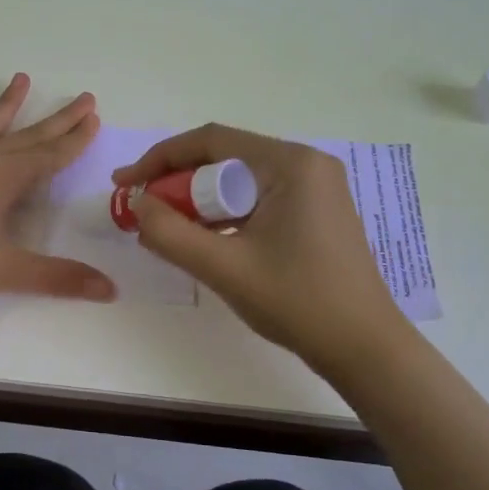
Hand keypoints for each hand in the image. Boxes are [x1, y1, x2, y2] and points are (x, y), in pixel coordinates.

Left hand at [0, 74, 115, 304]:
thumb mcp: (4, 271)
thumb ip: (57, 278)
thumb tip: (110, 290)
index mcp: (3, 180)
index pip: (50, 156)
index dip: (75, 140)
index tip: (94, 119)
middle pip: (26, 136)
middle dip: (57, 120)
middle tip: (83, 98)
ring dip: (4, 106)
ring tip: (21, 79)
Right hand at [112, 124, 406, 367]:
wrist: (364, 348)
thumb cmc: (297, 302)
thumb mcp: (223, 267)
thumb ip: (170, 233)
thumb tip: (137, 204)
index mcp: (290, 164)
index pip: (210, 141)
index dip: (160, 159)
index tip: (124, 183)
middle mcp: (305, 164)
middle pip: (224, 158)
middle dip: (178, 182)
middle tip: (143, 210)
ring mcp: (314, 188)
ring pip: (239, 181)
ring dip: (199, 201)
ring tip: (166, 228)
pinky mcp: (315, 212)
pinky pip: (256, 199)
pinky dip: (224, 214)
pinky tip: (204, 239)